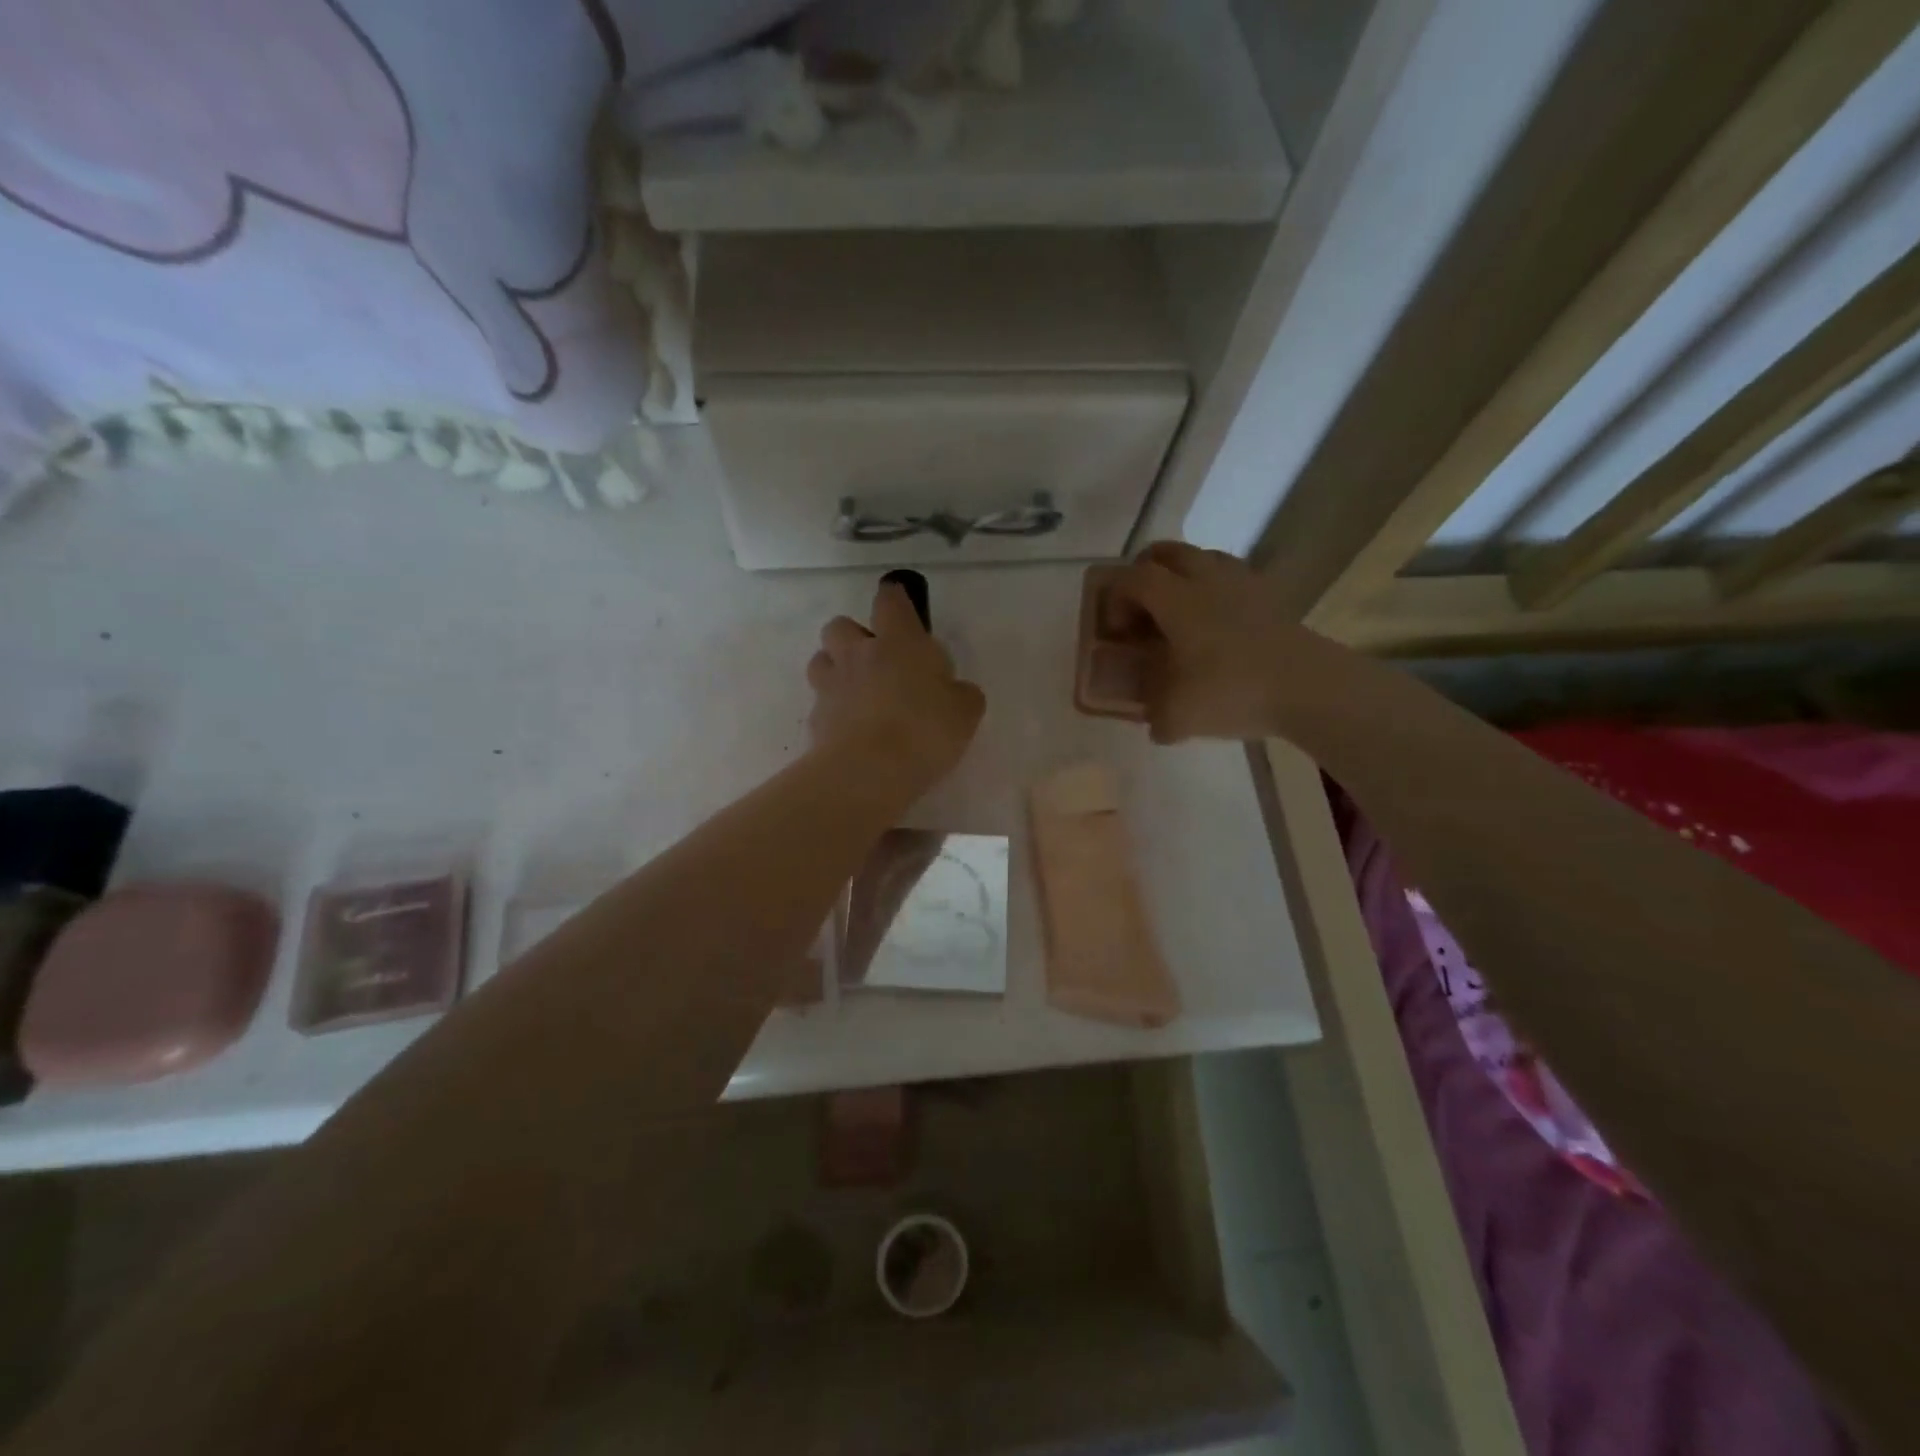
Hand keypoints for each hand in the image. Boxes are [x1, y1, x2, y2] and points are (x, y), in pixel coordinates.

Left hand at [807, 582, 986, 793]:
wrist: (868, 772)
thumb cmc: (924, 730)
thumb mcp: (965, 712)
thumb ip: (961, 694)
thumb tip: (956, 691)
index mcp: (898, 642)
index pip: (890, 600)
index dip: (895, 599)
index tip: (901, 608)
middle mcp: (857, 655)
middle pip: (840, 625)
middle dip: (854, 637)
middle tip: (876, 661)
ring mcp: (831, 686)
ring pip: (821, 660)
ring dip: (836, 669)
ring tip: (857, 693)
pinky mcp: (815, 719)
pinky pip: (820, 704)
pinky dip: (833, 711)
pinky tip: (850, 730)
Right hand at [1104, 542, 1342, 743]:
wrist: (1309, 686)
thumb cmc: (1233, 691)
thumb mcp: (1179, 716)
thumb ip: (1158, 718)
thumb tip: (1157, 725)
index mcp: (1176, 600)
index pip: (1132, 578)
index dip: (1115, 599)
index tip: (1117, 632)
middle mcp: (1206, 579)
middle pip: (1165, 553)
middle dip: (1143, 575)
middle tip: (1140, 610)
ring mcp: (1242, 582)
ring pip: (1201, 558)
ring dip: (1180, 577)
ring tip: (1179, 616)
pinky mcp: (1269, 595)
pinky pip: (1231, 576)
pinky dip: (1214, 590)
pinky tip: (1218, 625)